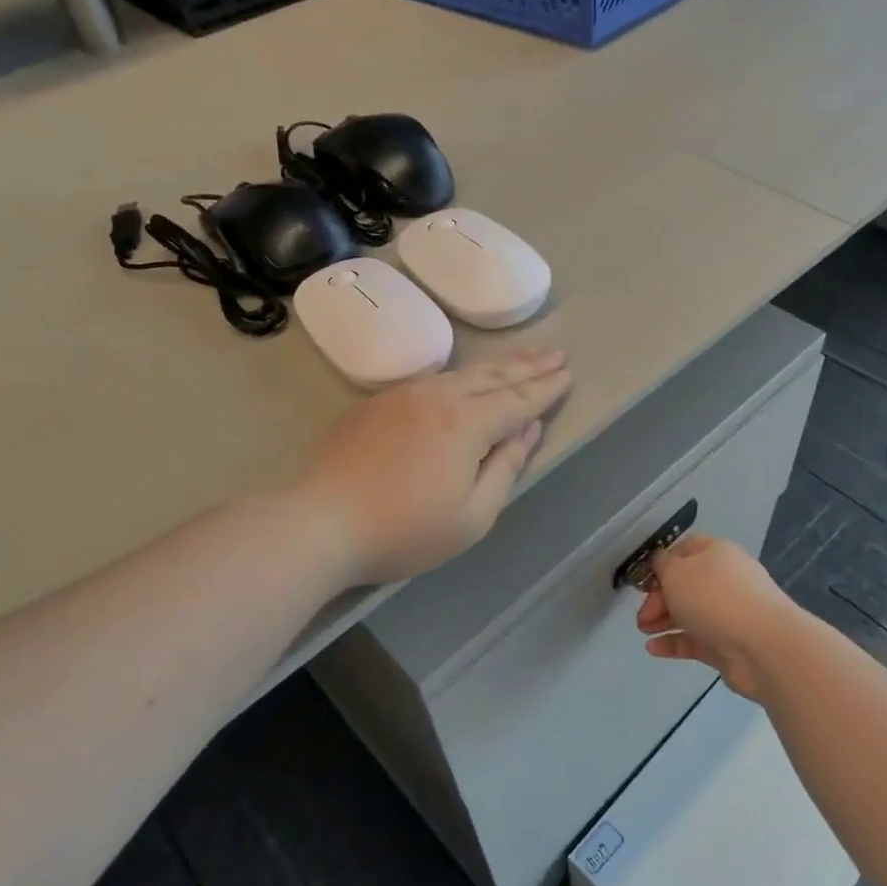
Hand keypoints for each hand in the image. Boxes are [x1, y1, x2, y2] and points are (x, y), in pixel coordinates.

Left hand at [294, 349, 570, 583]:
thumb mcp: (471, 517)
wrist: (318, 522)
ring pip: (463, 373)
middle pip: (493, 376)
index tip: (568, 375)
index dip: (545, 389)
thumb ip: (505, 468)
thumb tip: (528, 429)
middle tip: (556, 354)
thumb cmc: (402, 531)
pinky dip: (463, 375)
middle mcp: (438, 397)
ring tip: (523, 357)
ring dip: (498, 365)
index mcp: (466, 423)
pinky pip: (434, 380)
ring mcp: (404, 396)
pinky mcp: (378, 403)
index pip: (518, 400)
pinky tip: (468, 378)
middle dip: (528, 366)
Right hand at [635, 535, 798, 700]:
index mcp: (716, 553)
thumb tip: (660, 562)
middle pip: (685, 585)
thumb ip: (662, 564)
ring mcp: (729, 614)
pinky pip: (695, 640)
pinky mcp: (728, 645)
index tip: (642, 580)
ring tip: (644, 631)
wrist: (763, 646)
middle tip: (642, 615)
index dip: (661, 563)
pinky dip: (674, 642)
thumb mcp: (676, 571)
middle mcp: (724, 580)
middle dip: (658, 598)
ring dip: (663, 620)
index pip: (684, 550)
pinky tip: (653, 649)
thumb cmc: (714, 597)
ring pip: (689, 613)